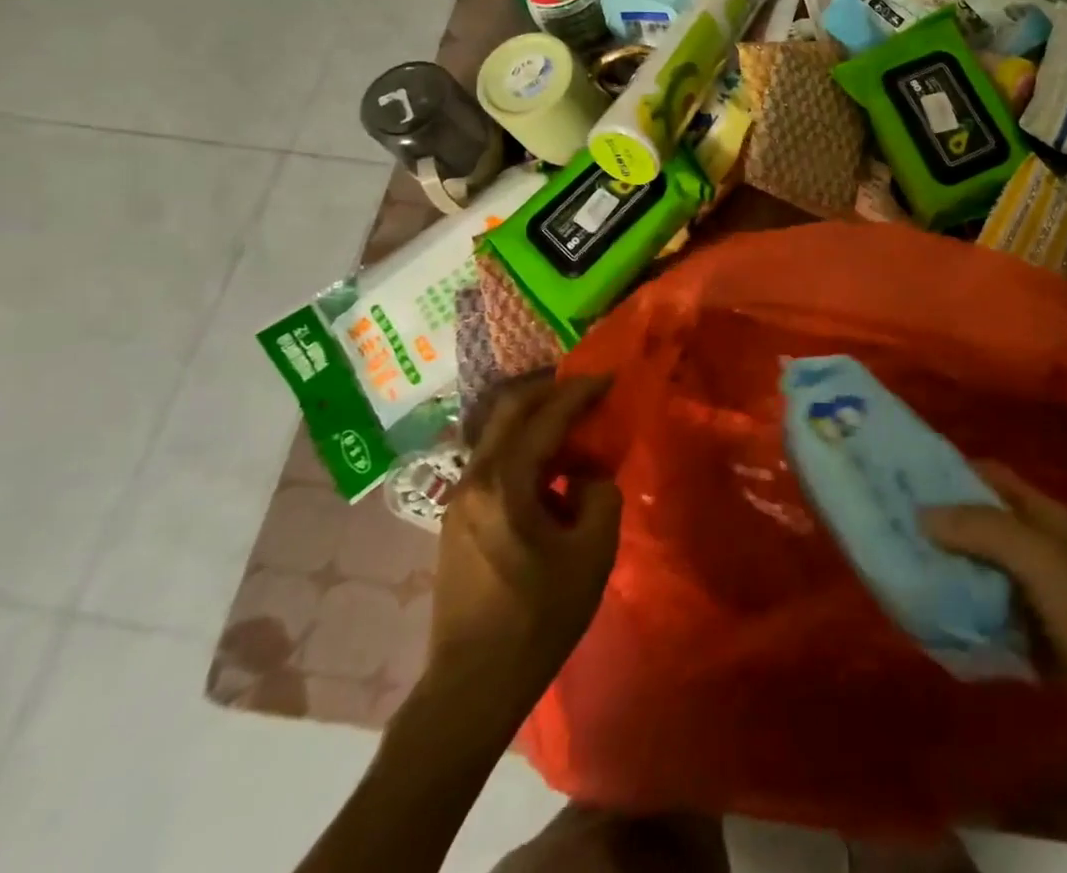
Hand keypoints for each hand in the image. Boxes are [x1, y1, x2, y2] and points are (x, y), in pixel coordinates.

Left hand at [429, 373, 621, 683]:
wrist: (471, 687)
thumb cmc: (537, 619)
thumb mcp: (592, 554)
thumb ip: (600, 497)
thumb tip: (587, 478)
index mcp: (505, 483)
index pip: (546, 417)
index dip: (580, 392)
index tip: (609, 378)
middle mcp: (474, 479)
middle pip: (510, 411)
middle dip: (551, 393)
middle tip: (588, 391)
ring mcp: (459, 500)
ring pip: (498, 436)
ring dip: (536, 421)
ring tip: (574, 429)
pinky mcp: (457, 521)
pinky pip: (494, 464)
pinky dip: (524, 450)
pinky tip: (550, 473)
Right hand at [921, 464, 1066, 749]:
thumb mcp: (1043, 562)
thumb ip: (985, 531)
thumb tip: (922, 512)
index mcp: (1048, 517)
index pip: (993, 477)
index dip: (953, 470)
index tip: (906, 473)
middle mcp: (1043, 548)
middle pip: (984, 525)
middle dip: (943, 523)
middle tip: (891, 525)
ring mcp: (1043, 596)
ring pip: (985, 572)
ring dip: (952, 571)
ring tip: (901, 569)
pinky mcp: (1041, 640)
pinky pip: (993, 617)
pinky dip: (968, 615)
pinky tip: (935, 618)